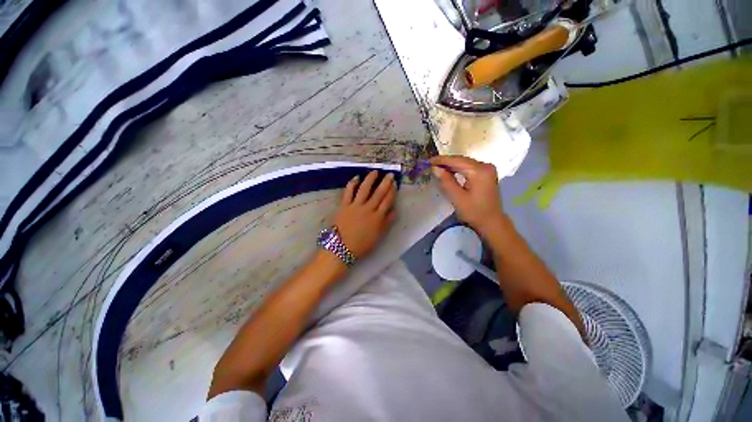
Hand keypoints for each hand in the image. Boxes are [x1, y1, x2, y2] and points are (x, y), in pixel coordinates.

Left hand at [333, 171, 396, 258]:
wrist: (342, 248)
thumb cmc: (362, 245)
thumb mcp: (378, 235)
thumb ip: (387, 222)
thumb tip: (394, 211)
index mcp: (378, 217)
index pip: (387, 201)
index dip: (392, 191)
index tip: (395, 184)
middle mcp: (368, 209)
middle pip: (378, 193)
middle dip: (385, 183)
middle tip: (390, 174)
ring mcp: (356, 206)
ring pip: (364, 189)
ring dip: (370, 179)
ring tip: (374, 172)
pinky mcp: (344, 205)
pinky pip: (348, 192)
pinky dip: (352, 184)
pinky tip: (356, 177)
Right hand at [430, 156, 504, 235]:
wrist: (491, 222)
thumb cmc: (474, 212)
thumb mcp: (457, 198)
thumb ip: (446, 181)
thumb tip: (434, 168)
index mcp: (479, 171)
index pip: (457, 161)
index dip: (441, 160)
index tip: (428, 161)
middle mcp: (485, 166)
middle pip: (461, 160)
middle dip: (445, 161)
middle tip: (430, 164)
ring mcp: (487, 169)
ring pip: (465, 162)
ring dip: (451, 164)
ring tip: (436, 167)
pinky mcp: (486, 173)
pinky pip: (469, 167)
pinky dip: (458, 168)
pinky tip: (449, 171)